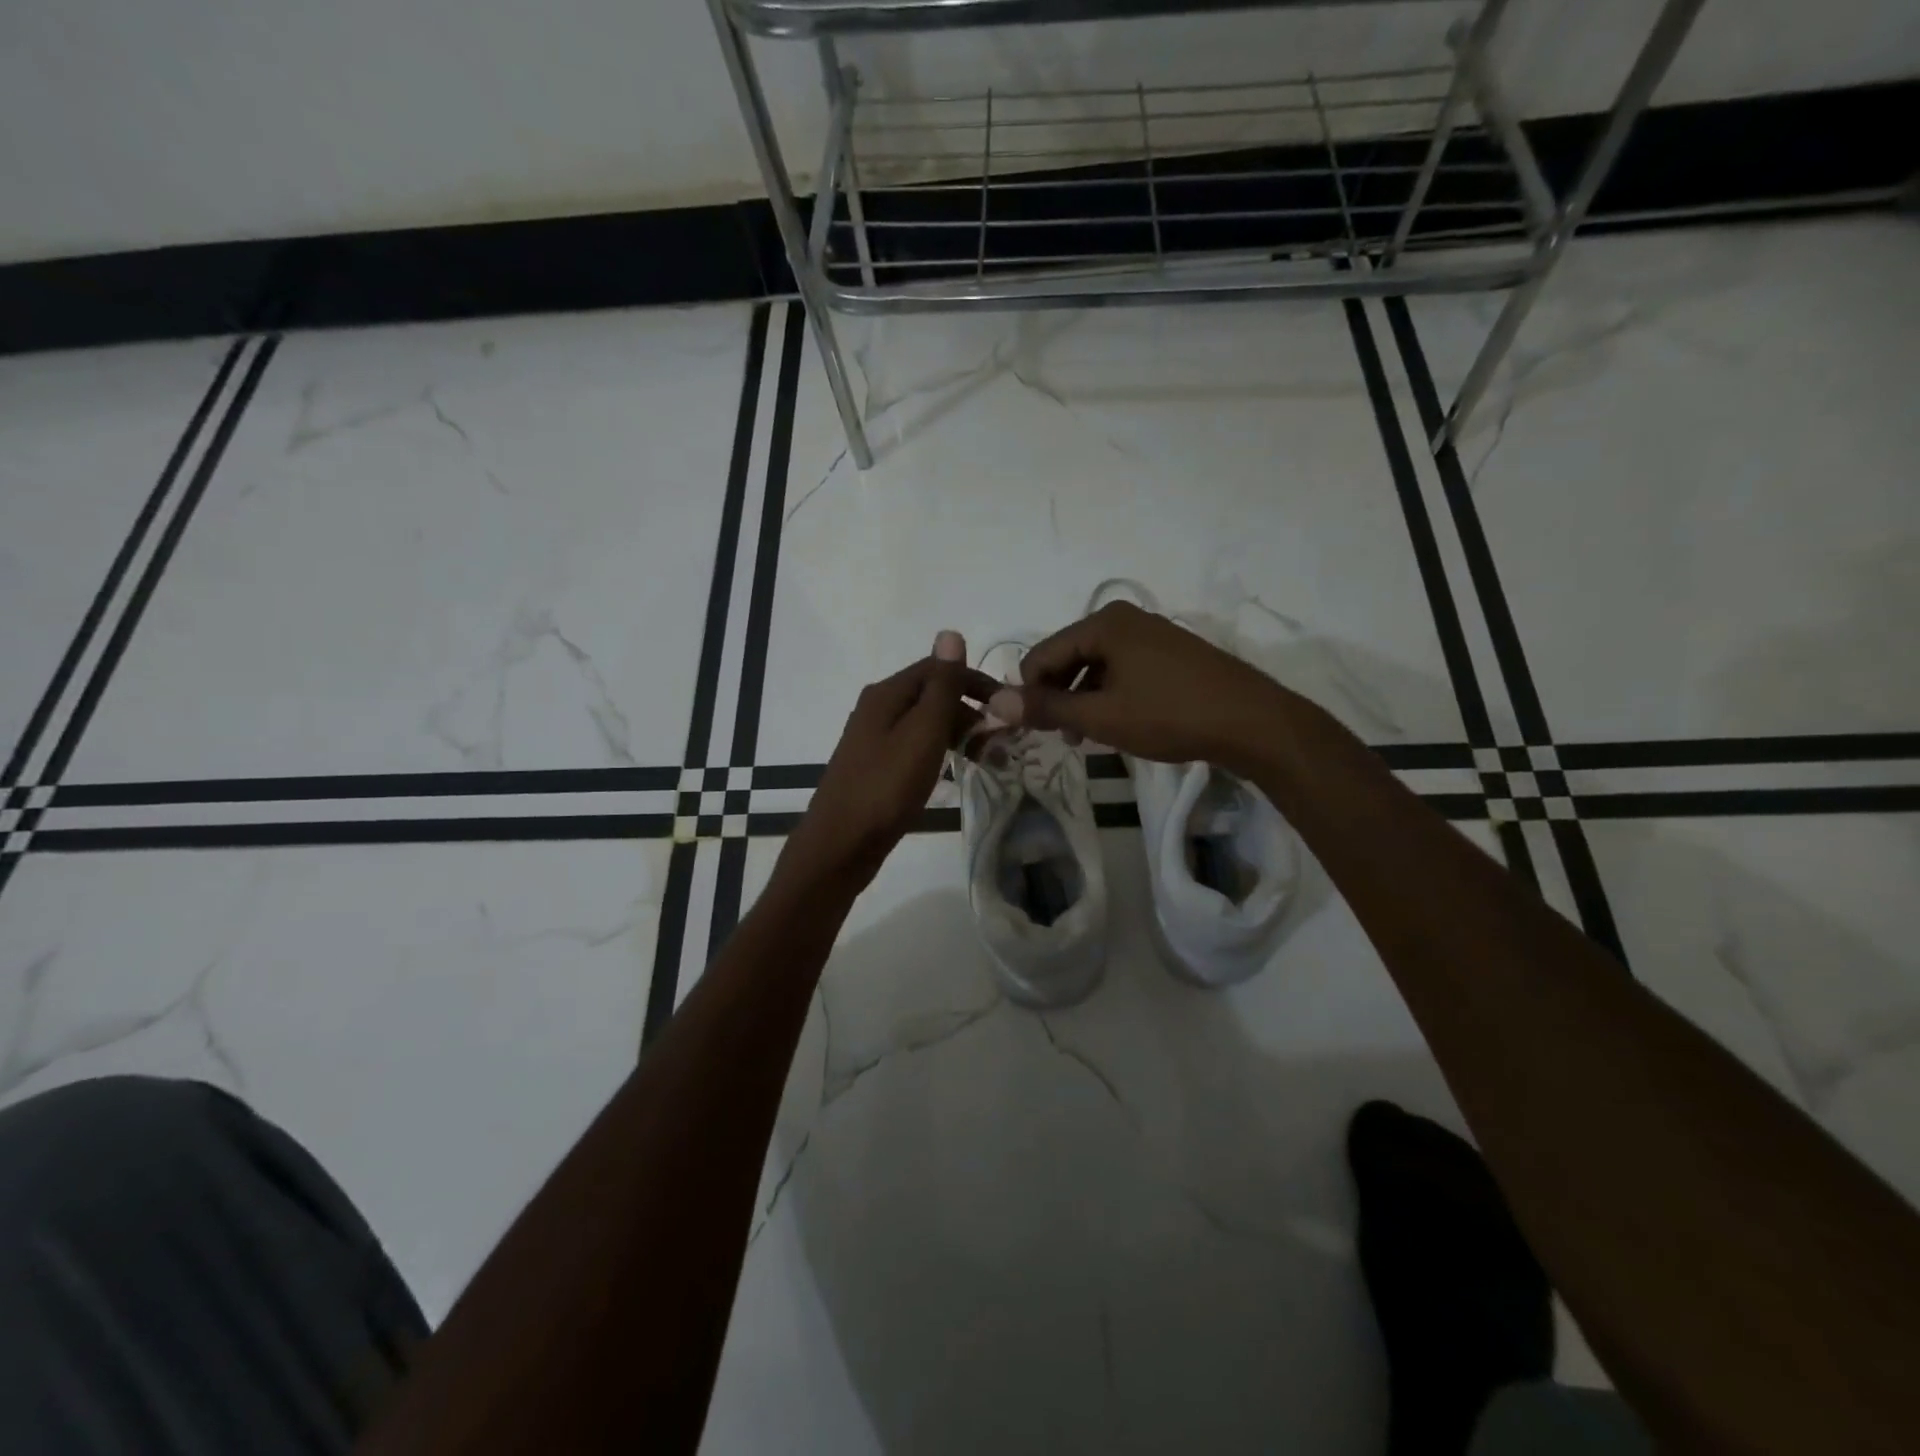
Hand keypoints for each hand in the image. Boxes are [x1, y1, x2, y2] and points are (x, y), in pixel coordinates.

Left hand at [781, 653, 998, 895]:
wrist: (840, 845)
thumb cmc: (885, 787)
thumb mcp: (922, 732)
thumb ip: (941, 686)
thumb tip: (950, 633)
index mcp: (887, 694)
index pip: (939, 669)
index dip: (976, 682)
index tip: (1008, 707)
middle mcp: (878, 709)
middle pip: (933, 695)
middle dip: (971, 711)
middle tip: (1003, 742)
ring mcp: (874, 739)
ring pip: (926, 724)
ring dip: (960, 734)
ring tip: (988, 760)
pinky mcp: (876, 767)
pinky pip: (917, 748)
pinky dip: (941, 753)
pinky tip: (955, 772)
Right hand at [988, 600, 1292, 774]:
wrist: (1252, 721)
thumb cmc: (1169, 714)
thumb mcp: (1101, 716)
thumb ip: (1046, 708)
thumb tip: (994, 703)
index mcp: (1103, 622)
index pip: (1042, 654)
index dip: (1029, 693)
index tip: (1031, 730)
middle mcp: (1125, 618)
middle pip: (1068, 657)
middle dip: (1058, 696)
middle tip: (1063, 736)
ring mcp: (1151, 633)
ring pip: (1095, 666)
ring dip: (1083, 699)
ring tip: (1089, 735)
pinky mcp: (1170, 653)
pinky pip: (1122, 670)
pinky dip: (1110, 695)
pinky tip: (1118, 723)